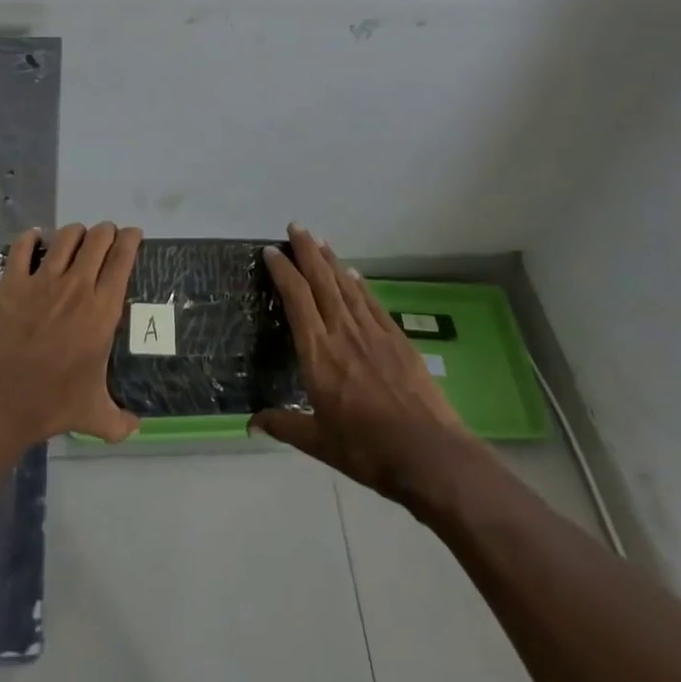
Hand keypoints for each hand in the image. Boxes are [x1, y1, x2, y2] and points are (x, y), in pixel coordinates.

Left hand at [0, 222, 142, 450]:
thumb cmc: (51, 405)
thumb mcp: (94, 415)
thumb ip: (120, 421)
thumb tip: (138, 428)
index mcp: (101, 311)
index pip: (122, 260)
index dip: (130, 240)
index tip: (132, 234)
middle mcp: (76, 288)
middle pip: (97, 240)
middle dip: (105, 232)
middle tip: (106, 237)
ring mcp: (41, 282)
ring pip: (65, 237)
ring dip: (75, 233)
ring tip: (76, 238)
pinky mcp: (12, 283)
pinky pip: (23, 247)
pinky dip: (31, 238)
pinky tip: (35, 239)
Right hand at [252, 224, 483, 505]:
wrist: (428, 454)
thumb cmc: (367, 450)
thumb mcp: (319, 443)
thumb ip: (284, 425)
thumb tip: (251, 424)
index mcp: (318, 353)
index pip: (296, 299)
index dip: (282, 271)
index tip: (271, 251)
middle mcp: (342, 332)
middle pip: (321, 280)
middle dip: (306, 250)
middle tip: (296, 227)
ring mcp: (372, 332)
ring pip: (346, 285)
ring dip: (331, 259)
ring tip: (320, 239)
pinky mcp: (397, 338)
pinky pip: (372, 302)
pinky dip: (359, 283)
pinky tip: (353, 273)